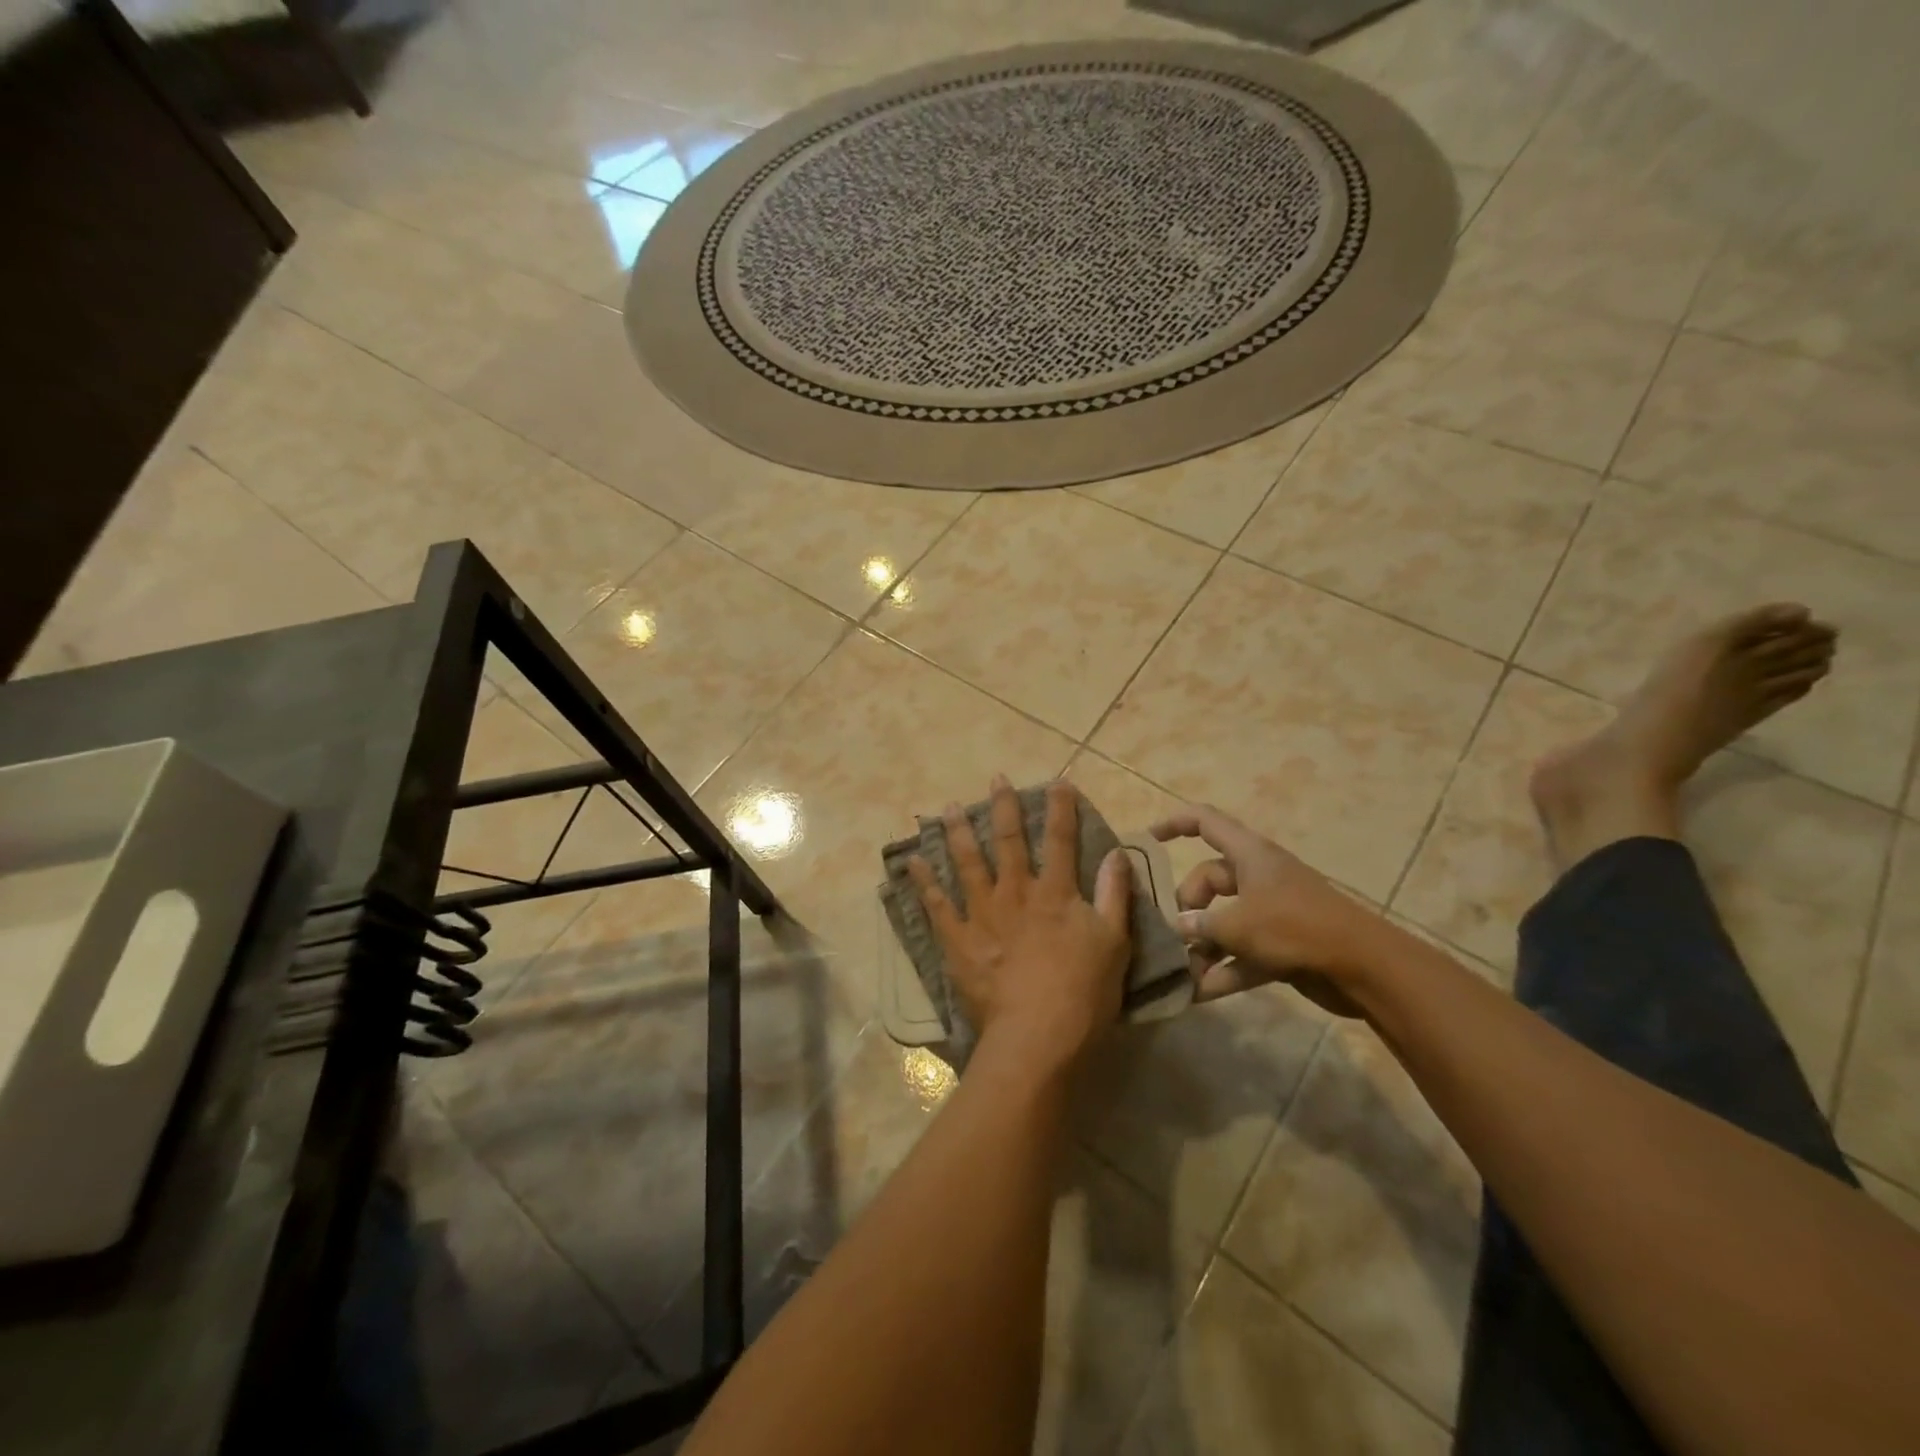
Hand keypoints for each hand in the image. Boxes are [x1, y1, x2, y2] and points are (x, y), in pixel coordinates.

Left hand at [908, 777, 1132, 1070]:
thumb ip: (1113, 895)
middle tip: (996, 779)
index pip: (1060, 840)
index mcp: (1054, 893)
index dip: (1060, 808)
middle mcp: (1015, 893)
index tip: (1058, 782)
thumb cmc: (1083, 993)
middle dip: (1003, 808)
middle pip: (1008, 842)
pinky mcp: (958, 940)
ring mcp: (981, 915)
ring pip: (966, 863)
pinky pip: (936, 905)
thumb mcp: (1114, 943)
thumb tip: (1117, 853)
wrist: (1037, 1037)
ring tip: (950, 807)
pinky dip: (924, 881)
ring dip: (958, 832)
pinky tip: (913, 861)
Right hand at [1150, 804, 1379, 1014]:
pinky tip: (1197, 995)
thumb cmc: (1294, 928)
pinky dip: (1222, 970)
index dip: (1174, 824)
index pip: (1205, 822)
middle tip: (1172, 933)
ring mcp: (1271, 912)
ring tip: (1178, 971)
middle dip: (1187, 906)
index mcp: (1249, 854)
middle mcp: (1258, 877)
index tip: (1147, 841)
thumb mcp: (1237, 924)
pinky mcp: (1281, 945)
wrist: (1363, 967)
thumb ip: (1200, 924)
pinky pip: (1241, 953)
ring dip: (1202, 945)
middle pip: (1209, 880)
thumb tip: (1176, 927)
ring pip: (1224, 920)